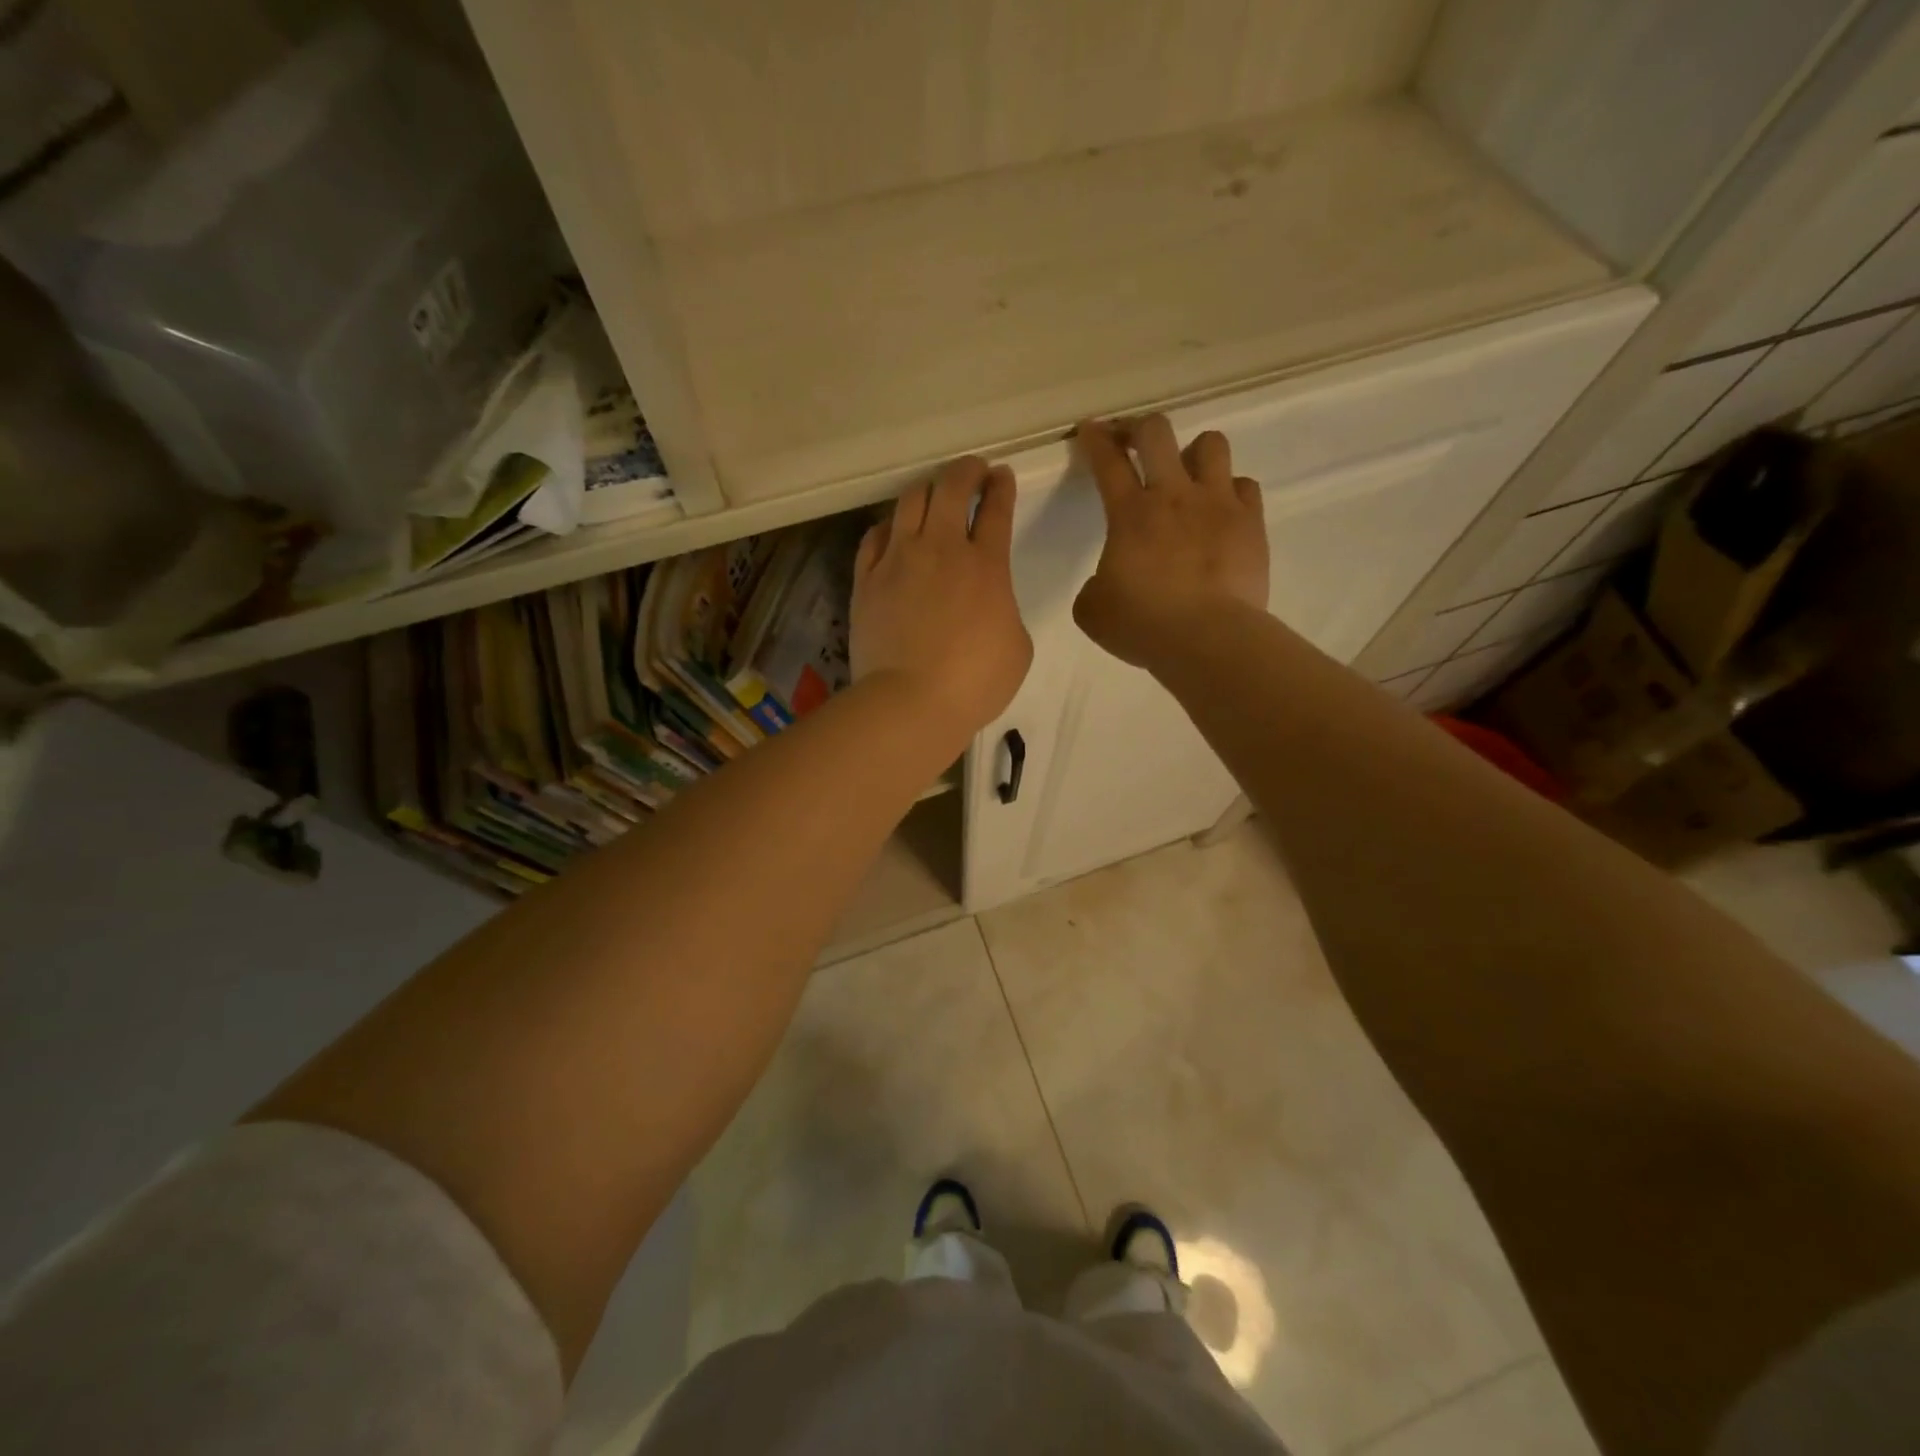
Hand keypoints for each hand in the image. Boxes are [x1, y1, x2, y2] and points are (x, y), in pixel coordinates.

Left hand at [852, 456, 1033, 746]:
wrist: (910, 702)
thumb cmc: (974, 682)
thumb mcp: (1017, 646)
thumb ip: (1004, 609)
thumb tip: (988, 602)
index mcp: (987, 565)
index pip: (997, 508)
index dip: (1002, 486)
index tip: (1002, 476)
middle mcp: (942, 549)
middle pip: (952, 487)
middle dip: (966, 471)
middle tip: (974, 472)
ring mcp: (899, 560)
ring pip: (910, 500)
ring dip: (928, 490)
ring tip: (934, 495)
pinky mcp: (867, 579)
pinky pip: (875, 535)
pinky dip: (890, 525)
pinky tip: (894, 531)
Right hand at [1072, 416, 1268, 668]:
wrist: (1207, 639)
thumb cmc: (1142, 625)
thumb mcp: (1093, 611)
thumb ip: (1095, 585)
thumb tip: (1108, 581)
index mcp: (1130, 514)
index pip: (1108, 462)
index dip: (1095, 440)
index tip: (1091, 429)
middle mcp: (1174, 495)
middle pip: (1158, 432)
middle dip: (1141, 429)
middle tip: (1135, 444)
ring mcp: (1218, 504)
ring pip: (1211, 444)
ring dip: (1194, 453)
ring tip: (1189, 476)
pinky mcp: (1251, 523)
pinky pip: (1245, 486)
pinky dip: (1230, 492)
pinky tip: (1222, 512)